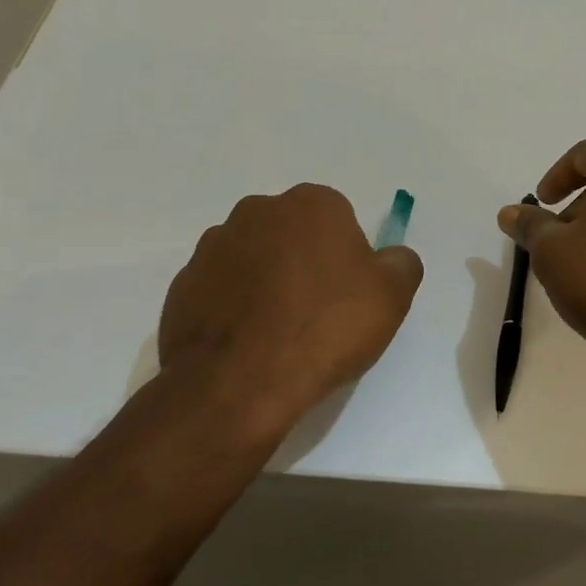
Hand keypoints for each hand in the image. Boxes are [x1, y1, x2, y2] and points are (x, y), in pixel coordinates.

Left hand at [157, 184, 423, 438]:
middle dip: (304, 262)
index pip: (339, 220)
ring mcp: (214, 245)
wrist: (240, 382)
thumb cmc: (325, 328)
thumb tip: (393, 257)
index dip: (348, 258)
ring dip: (266, 283)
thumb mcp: (392, 296)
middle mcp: (258, 211)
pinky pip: (221, 289)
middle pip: (293, 234)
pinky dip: (234, 307)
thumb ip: (401, 263)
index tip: (349, 295)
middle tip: (317, 313)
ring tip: (278, 333)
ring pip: (254, 259)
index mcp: (311, 203)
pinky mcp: (183, 283)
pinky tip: (247, 344)